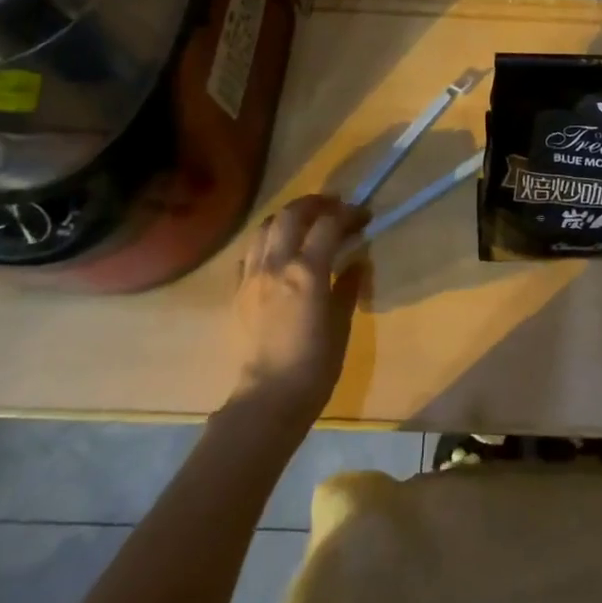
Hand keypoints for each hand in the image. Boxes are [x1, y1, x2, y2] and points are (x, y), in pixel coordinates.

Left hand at [223, 196, 368, 428]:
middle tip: (334, 207)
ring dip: (287, 217)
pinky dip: (267, 241)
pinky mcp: (237, 292)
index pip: (328, 224)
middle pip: (291, 214)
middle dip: (315, 203)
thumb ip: (348, 286)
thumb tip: (356, 262)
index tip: (364, 216)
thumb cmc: (315, 365)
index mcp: (306, 271)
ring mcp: (252, 276)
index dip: (349, 214)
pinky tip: (278, 252)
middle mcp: (275, 264)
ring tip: (305, 222)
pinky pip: (250, 253)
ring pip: (264, 227)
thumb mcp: (341, 323)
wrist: (267, 399)